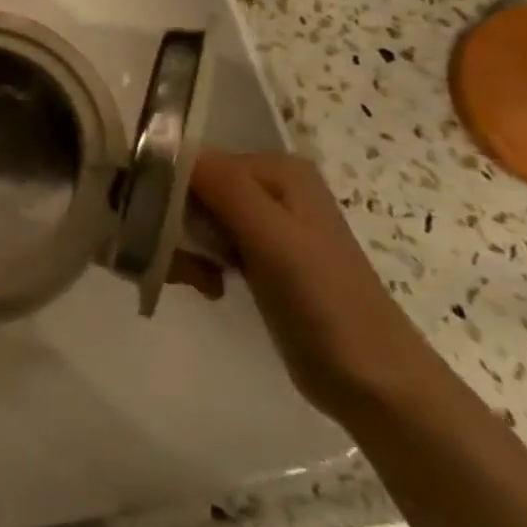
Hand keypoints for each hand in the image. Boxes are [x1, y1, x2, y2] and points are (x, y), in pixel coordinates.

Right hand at [191, 152, 441, 423]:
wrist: (372, 381)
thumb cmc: (324, 301)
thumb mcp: (273, 237)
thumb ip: (223, 186)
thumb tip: (165, 144)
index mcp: (276, 169)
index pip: (193, 161)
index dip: (166, 193)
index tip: (154, 231)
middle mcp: (267, 186)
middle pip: (189, 191)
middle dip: (174, 228)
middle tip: (179, 267)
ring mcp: (263, 223)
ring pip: (192, 220)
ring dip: (182, 251)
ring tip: (196, 283)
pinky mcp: (256, 256)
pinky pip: (205, 244)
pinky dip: (196, 265)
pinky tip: (207, 288)